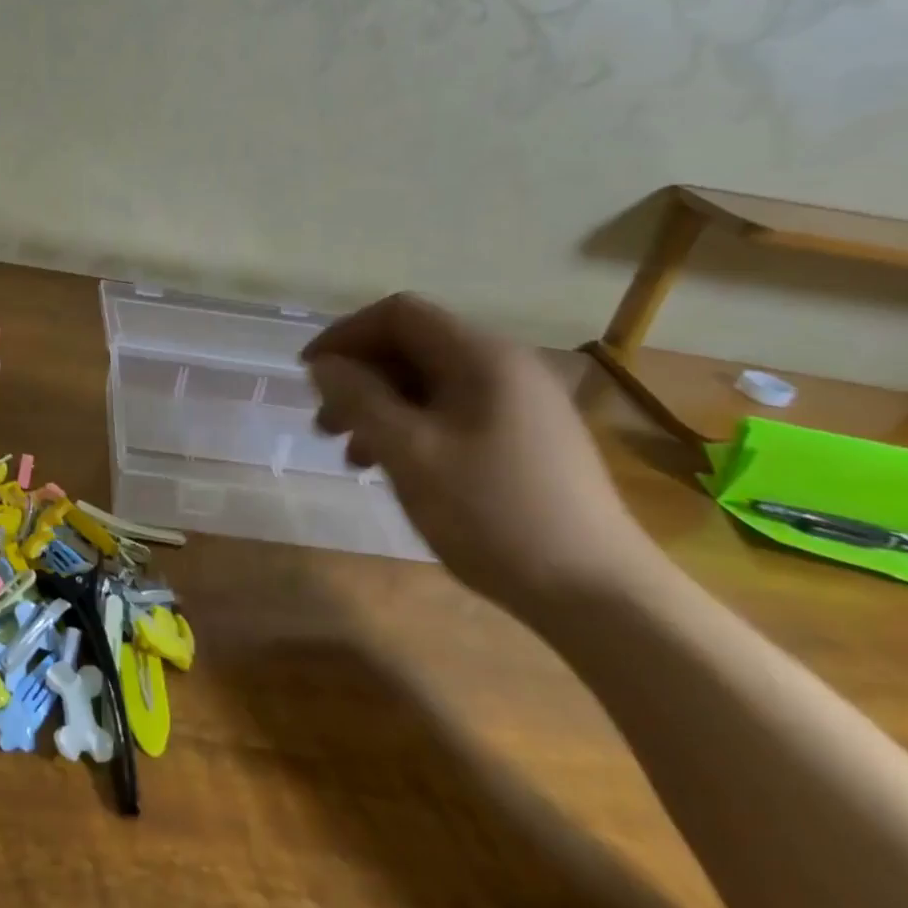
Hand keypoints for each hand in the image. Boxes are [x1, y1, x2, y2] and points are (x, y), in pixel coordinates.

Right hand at [303, 293, 653, 619]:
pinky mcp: (526, 438)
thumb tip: (324, 365)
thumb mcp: (409, 452)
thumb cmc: (492, 514)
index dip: (345, 335)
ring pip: (430, 383)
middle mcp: (505, 366)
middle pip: (413, 346)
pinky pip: (453, 412)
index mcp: (482, 356)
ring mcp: (521, 403)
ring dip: (381, 406)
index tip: (310, 376)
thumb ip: (359, 399)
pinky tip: (396, 467)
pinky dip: (412, 427)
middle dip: (360, 377)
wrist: (597, 593)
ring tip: (352, 454)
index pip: (399, 314)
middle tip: (325, 424)